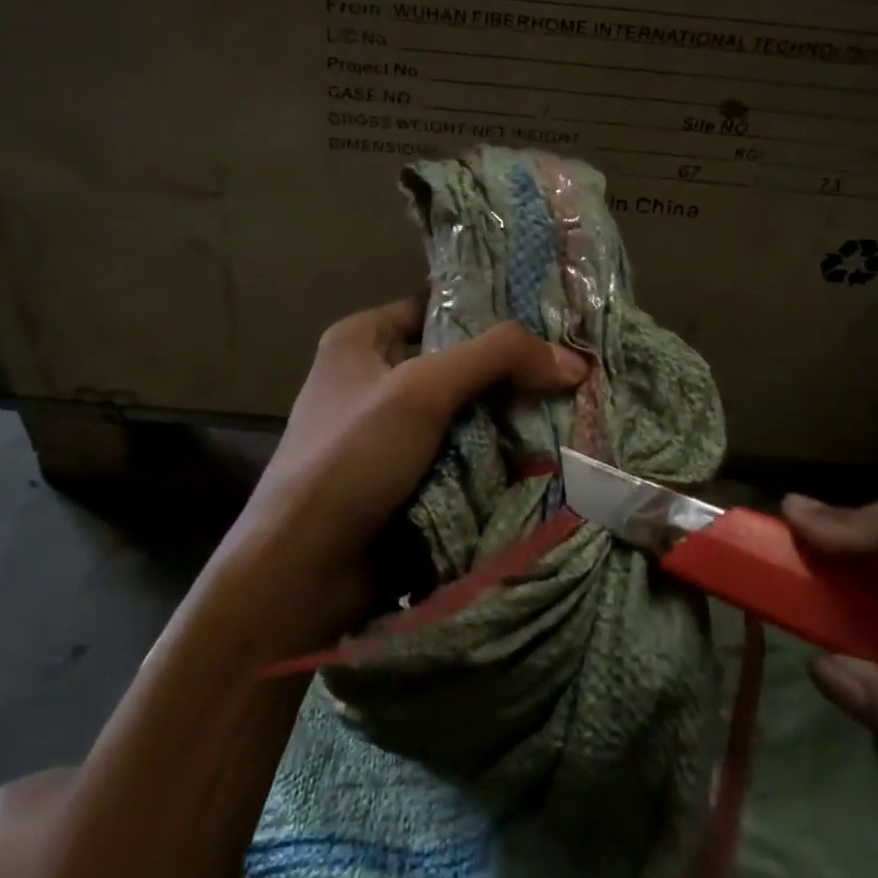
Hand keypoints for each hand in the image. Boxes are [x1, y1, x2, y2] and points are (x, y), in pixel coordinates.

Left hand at [218, 298, 586, 649]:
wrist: (302, 572)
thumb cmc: (349, 460)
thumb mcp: (419, 392)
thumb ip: (495, 360)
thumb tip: (574, 362)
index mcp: (361, 339)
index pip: (437, 304)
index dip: (491, 308)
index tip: (552, 318)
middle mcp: (373, 378)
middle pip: (457, 361)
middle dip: (510, 371)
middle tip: (575, 370)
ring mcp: (389, 433)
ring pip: (464, 412)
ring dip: (509, 419)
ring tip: (573, 410)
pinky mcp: (405, 479)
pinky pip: (461, 455)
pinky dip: (495, 457)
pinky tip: (545, 455)